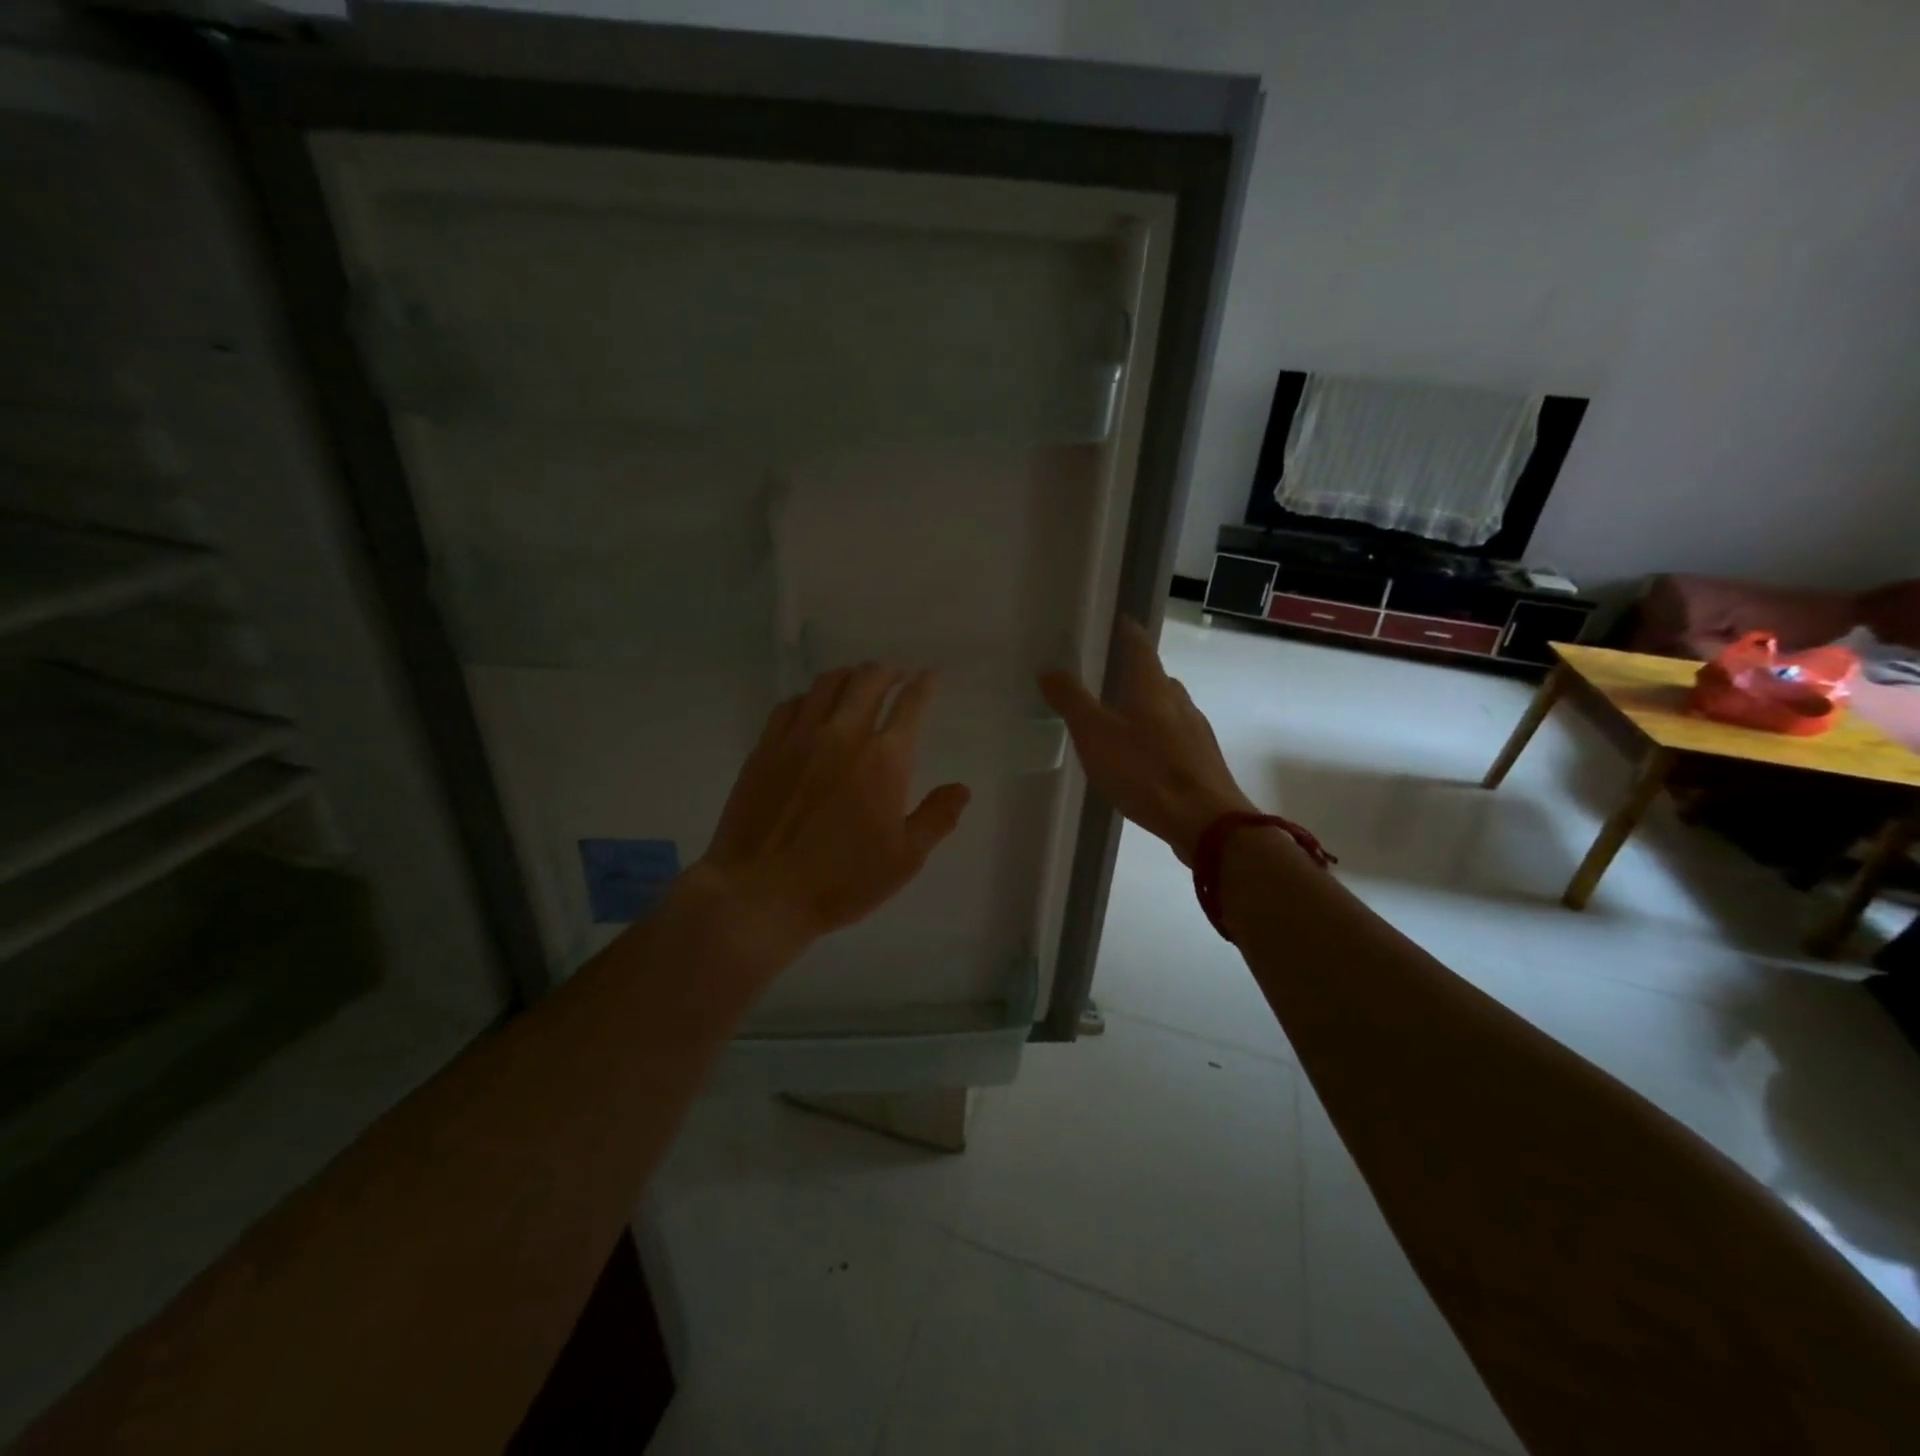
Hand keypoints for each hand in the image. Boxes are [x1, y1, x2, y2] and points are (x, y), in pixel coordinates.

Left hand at [695, 664, 971, 953]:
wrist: (760, 893)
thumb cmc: (841, 881)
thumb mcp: (904, 860)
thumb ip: (937, 818)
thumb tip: (961, 788)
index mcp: (884, 759)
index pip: (911, 705)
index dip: (924, 685)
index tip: (930, 676)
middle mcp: (843, 734)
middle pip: (868, 680)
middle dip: (888, 671)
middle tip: (896, 675)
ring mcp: (799, 737)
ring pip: (828, 683)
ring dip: (850, 676)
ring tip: (857, 683)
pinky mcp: (766, 747)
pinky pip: (791, 704)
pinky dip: (810, 697)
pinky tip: (812, 707)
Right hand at [1039, 619, 1257, 864]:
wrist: (1206, 822)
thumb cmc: (1145, 772)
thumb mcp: (1095, 735)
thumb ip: (1071, 701)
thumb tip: (1049, 670)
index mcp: (1152, 685)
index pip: (1138, 643)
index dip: (1124, 630)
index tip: (1110, 622)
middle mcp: (1178, 699)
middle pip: (1154, 675)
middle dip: (1131, 672)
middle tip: (1103, 677)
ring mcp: (1195, 729)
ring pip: (1166, 706)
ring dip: (1144, 705)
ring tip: (1118, 719)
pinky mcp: (1202, 759)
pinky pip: (1174, 735)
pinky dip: (1155, 735)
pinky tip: (1142, 756)